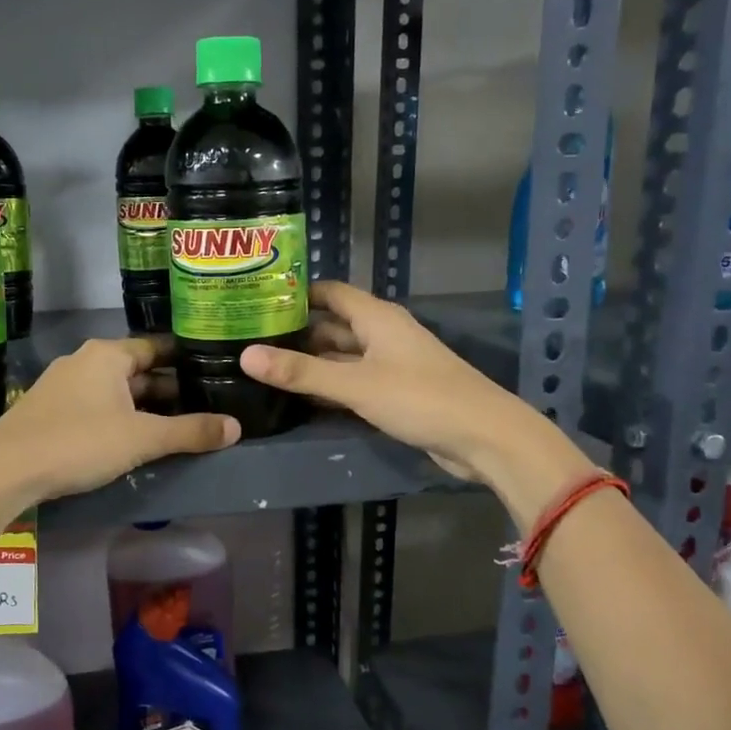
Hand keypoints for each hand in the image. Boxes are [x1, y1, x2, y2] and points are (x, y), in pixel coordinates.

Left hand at [0, 337, 239, 501]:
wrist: (4, 469)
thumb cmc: (79, 442)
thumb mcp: (142, 439)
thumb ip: (190, 432)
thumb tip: (236, 427)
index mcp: (108, 355)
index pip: (156, 348)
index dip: (185, 360)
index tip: (210, 371)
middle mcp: (84, 360)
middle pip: (136, 370)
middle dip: (167, 389)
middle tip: (201, 405)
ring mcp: (61, 384)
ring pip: (114, 390)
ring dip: (141, 406)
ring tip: (173, 426)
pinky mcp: (47, 409)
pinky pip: (94, 405)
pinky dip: (116, 416)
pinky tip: (129, 439)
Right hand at [240, 281, 569, 483]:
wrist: (484, 437)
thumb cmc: (420, 398)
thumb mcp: (355, 384)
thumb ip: (301, 372)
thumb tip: (246, 355)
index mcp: (376, 317)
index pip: (329, 292)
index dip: (295, 293)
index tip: (255, 301)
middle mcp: (381, 334)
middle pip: (331, 325)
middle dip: (295, 332)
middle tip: (248, 339)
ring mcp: (388, 365)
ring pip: (340, 356)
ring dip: (309, 362)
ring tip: (263, 367)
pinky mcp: (393, 393)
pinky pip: (352, 382)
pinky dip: (327, 386)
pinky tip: (298, 397)